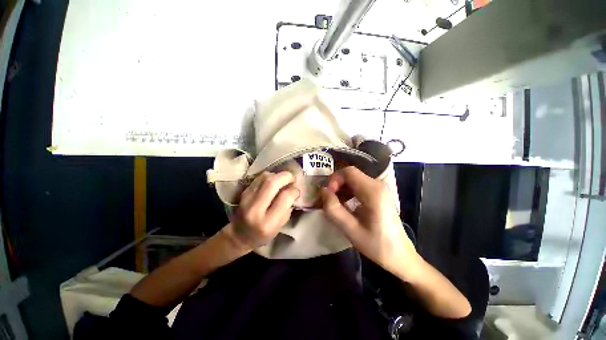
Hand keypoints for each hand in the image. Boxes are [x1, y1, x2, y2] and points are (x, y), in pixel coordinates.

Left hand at [222, 172, 299, 251]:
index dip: (294, 190)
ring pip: (265, 177)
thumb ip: (287, 208)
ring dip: (277, 175)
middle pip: (272, 183)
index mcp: (268, 222)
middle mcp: (256, 209)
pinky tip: (273, 181)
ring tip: (283, 180)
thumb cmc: (263, 234)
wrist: (239, 235)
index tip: (296, 190)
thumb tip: (293, 190)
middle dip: (286, 177)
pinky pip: (259, 178)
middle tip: (292, 178)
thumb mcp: (280, 226)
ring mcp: (247, 199)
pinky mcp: (244, 192)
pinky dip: (269, 176)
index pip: (284, 198)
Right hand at [321, 166, 419, 279]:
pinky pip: (359, 185)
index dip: (334, 180)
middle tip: (330, 200)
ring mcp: (379, 188)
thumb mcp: (351, 230)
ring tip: (336, 204)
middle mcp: (377, 185)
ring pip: (354, 179)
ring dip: (342, 188)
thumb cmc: (376, 245)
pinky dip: (348, 191)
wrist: (400, 255)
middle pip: (350, 174)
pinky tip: (346, 204)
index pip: (348, 172)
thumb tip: (323, 191)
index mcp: (373, 192)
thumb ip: (334, 209)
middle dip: (336, 184)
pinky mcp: (378, 193)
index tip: (328, 195)